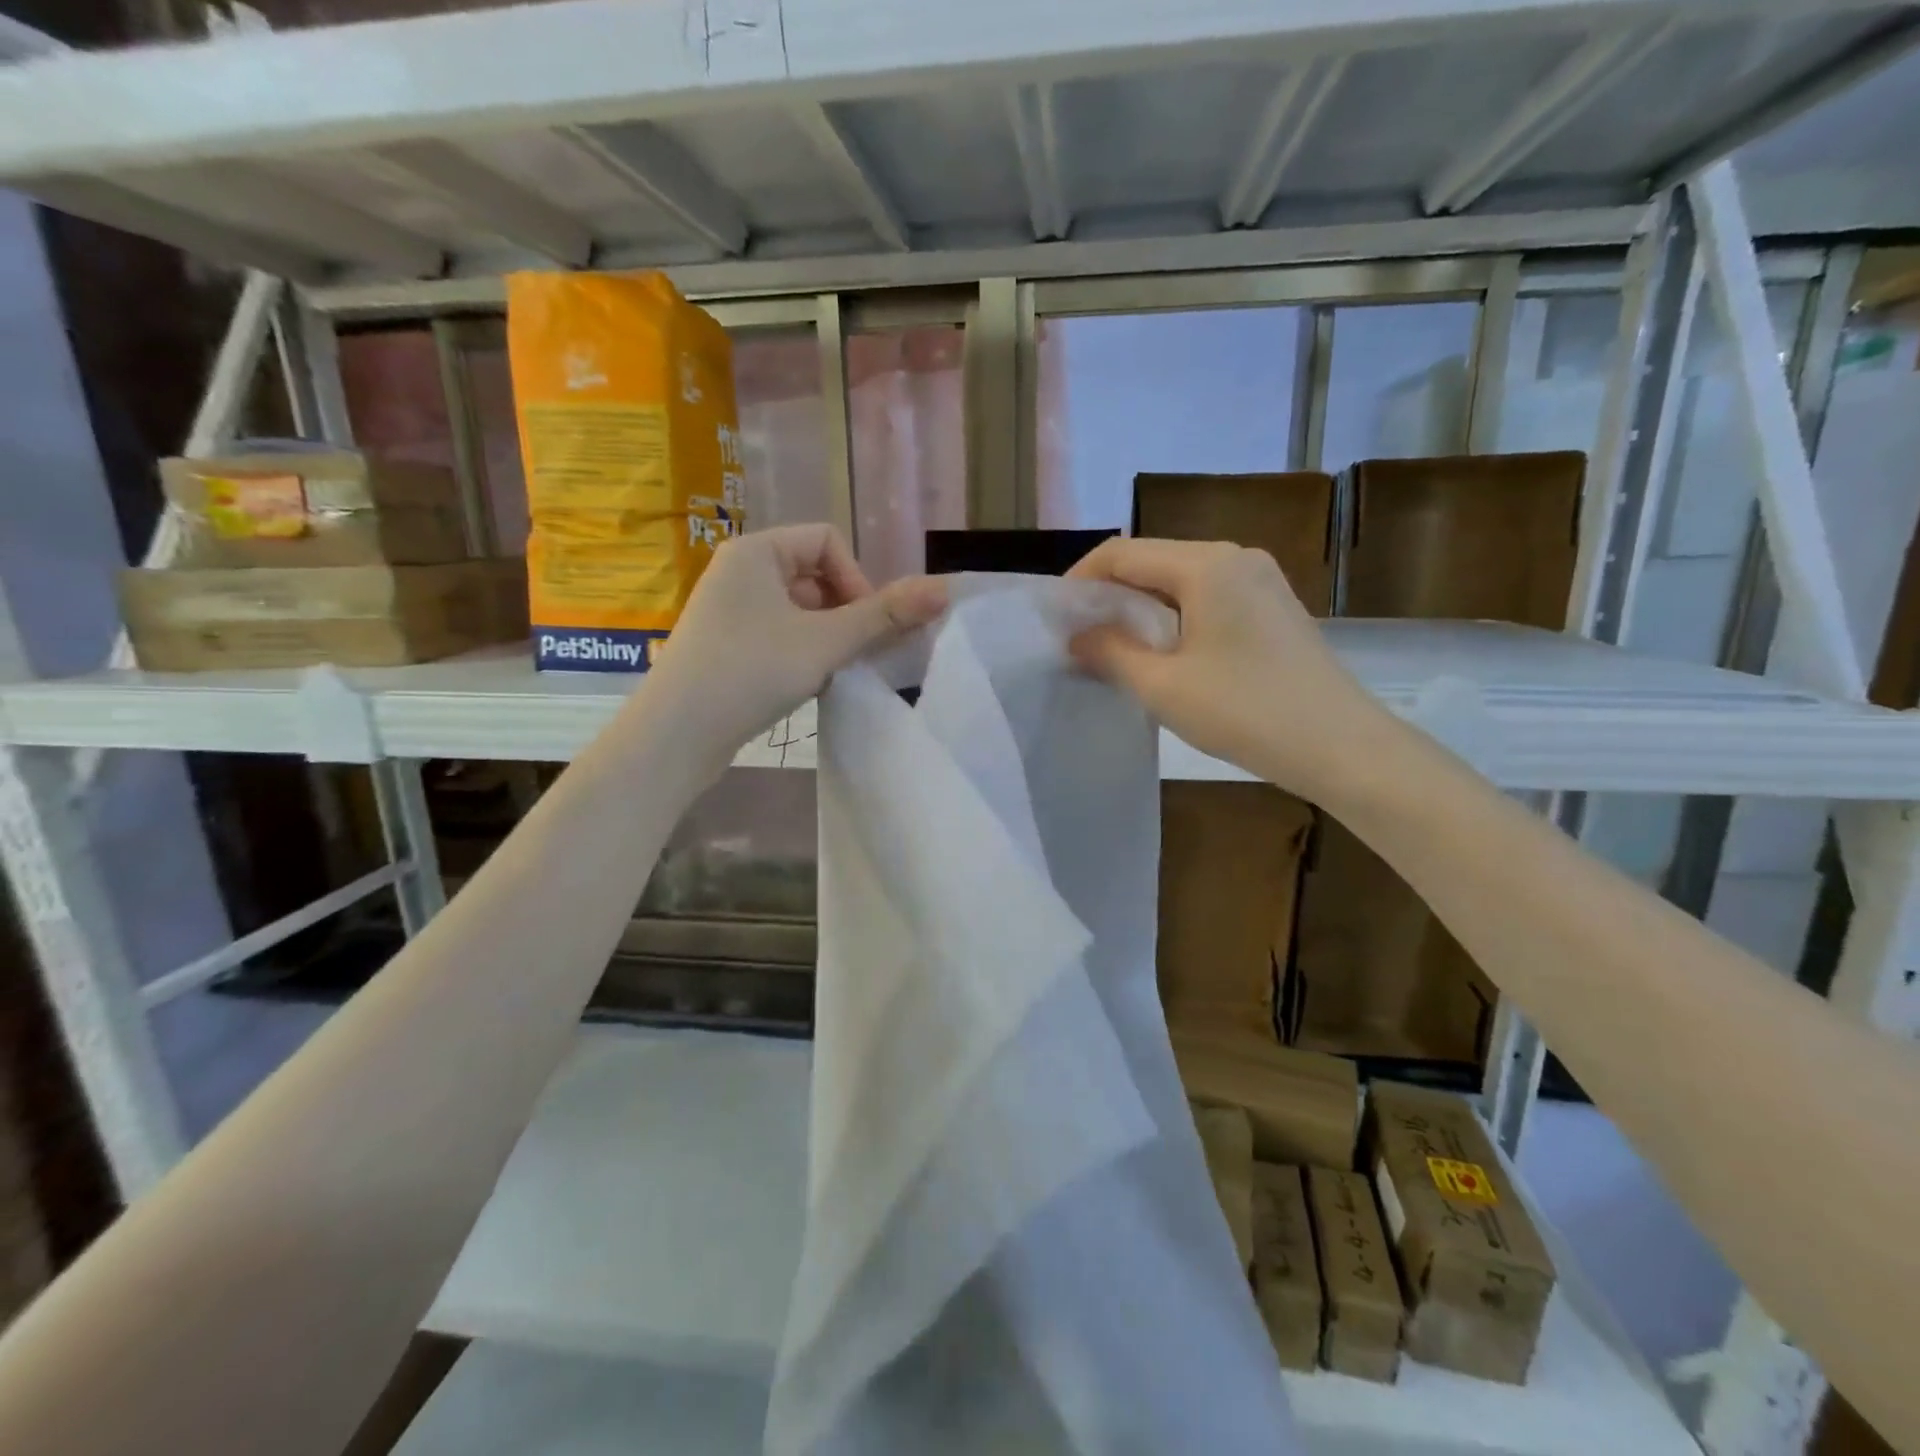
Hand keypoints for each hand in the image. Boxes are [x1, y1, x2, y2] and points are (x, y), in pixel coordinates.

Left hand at [646, 524, 946, 759]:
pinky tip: (805, 684)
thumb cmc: (750, 672)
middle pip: (814, 575)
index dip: (857, 579)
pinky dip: (801, 652)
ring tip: (830, 672)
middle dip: (844, 612)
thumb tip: (944, 589)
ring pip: (798, 609)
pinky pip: (778, 634)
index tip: (864, 625)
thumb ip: (884, 615)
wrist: (676, 735)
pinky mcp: (724, 646)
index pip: (827, 541)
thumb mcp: (826, 642)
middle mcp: (738, 571)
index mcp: (756, 551)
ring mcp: (728, 610)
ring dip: (826, 636)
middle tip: (853, 653)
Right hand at [1066, 538, 1391, 796]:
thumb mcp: (1163, 686)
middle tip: (1078, 632)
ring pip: (1181, 578)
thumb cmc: (1245, 712)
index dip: (1081, 578)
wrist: (1341, 746)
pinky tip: (1162, 649)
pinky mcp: (1273, 606)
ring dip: (1141, 604)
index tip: (1055, 615)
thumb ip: (1111, 652)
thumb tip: (1077, 636)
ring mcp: (1260, 580)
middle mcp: (1235, 558)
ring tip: (1111, 644)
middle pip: (1153, 559)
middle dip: (1109, 591)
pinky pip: (1209, 595)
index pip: (1124, 553)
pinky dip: (1174, 614)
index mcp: (1206, 565)